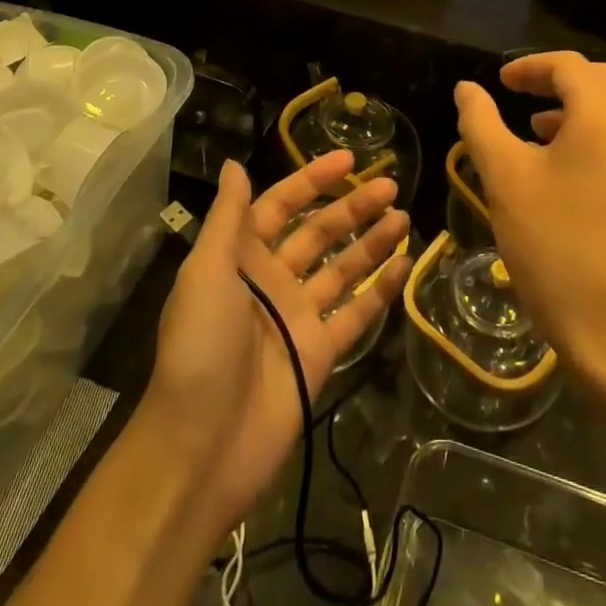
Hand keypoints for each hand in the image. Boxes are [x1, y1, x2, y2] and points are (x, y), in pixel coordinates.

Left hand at [142, 153, 409, 533]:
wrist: (201, 445)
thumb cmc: (200, 345)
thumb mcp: (206, 271)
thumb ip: (228, 217)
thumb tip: (235, 163)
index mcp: (241, 257)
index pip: (281, 205)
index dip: (312, 180)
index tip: (349, 160)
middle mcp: (272, 280)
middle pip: (318, 233)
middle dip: (352, 207)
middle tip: (391, 185)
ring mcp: (298, 316)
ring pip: (342, 268)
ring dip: (371, 241)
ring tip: (404, 216)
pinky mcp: (319, 352)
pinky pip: (356, 313)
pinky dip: (380, 289)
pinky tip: (405, 265)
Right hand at [454, 53, 605, 393]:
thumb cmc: (553, 246)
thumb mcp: (504, 178)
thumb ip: (481, 122)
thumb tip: (467, 88)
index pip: (569, 66)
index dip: (530, 66)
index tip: (501, 83)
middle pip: (602, 83)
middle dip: (559, 83)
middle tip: (522, 98)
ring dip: (581, 113)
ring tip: (541, 136)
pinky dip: (602, 145)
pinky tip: (576, 182)